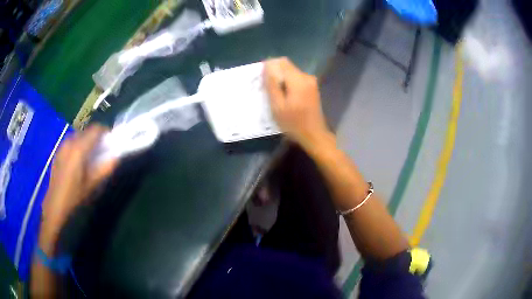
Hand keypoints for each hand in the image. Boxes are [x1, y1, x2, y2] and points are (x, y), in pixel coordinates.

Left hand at [42, 125, 117, 233]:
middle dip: (95, 139)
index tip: (111, 142)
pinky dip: (78, 147)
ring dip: (86, 143)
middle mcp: (70, 142)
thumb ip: (104, 169)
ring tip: (89, 159)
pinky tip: (78, 163)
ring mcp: (62, 147)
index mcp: (79, 149)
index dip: (105, 133)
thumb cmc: (74, 197)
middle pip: (86, 132)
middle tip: (101, 153)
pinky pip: (71, 144)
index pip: (95, 129)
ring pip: (78, 137)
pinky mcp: (58, 153)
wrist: (55, 206)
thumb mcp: (92, 186)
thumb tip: (115, 157)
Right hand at [264, 58, 332, 149]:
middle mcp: (306, 77)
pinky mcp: (312, 88)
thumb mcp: (278, 106)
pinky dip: (288, 84)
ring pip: (291, 73)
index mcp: (298, 80)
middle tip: (267, 89)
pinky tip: (285, 97)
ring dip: (281, 80)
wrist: (314, 135)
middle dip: (275, 74)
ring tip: (275, 95)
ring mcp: (311, 82)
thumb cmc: (294, 123)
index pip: (281, 62)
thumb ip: (272, 84)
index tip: (263, 79)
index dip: (270, 67)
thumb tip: (267, 66)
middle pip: (287, 66)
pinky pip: (296, 79)